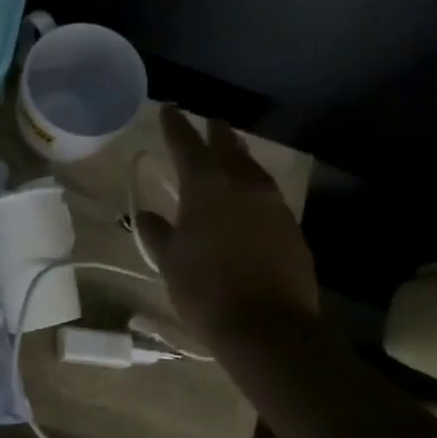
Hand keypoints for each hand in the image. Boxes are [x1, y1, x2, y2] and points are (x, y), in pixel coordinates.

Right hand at [134, 107, 317, 350]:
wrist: (268, 327)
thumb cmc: (206, 290)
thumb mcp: (170, 261)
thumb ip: (157, 232)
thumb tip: (145, 215)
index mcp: (206, 186)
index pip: (186, 144)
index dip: (174, 126)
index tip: (168, 110)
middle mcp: (243, 184)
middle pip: (228, 146)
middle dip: (214, 133)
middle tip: (206, 123)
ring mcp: (273, 204)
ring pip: (252, 167)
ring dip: (237, 157)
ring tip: (227, 154)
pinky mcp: (291, 226)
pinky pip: (267, 194)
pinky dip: (252, 186)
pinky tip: (246, 198)